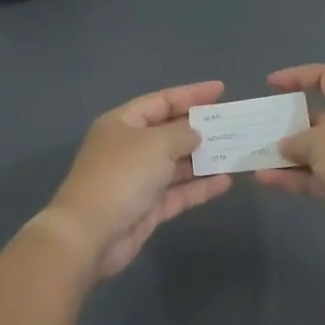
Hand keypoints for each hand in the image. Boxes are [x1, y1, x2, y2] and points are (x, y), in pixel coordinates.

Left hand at [41, 81, 233, 278]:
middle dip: (200, 128)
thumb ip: (182, 134)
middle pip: (170, 132)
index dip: (191, 94)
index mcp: (123, 123)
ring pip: (177, 164)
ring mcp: (139, 179)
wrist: (89, 234)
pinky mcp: (148, 208)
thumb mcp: (155, 144)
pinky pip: (179, 192)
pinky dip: (200, 187)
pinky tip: (225, 181)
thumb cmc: (121, 176)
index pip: (162, 101)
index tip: (221, 90)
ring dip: (204, 159)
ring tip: (235, 152)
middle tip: (232, 124)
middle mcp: (130, 148)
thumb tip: (195, 134)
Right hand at [254, 65, 324, 223]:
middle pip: (320, 117)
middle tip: (263, 130)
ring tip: (257, 160)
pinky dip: (297, 176)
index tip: (271, 84)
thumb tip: (285, 146)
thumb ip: (296, 141)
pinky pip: (320, 174)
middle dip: (290, 125)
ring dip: (289, 155)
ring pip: (317, 150)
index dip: (298, 76)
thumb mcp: (319, 143)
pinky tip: (267, 180)